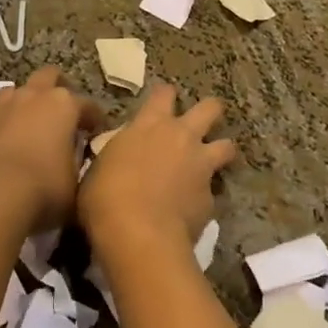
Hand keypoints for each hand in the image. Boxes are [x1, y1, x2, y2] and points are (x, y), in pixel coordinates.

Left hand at [0, 66, 102, 230]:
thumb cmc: (43, 187)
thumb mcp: (75, 182)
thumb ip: (77, 164)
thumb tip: (75, 159)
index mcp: (64, 105)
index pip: (88, 105)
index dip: (95, 119)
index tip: (98, 132)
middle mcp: (35, 97)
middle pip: (49, 76)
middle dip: (59, 88)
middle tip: (65, 112)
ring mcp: (5, 107)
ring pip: (19, 89)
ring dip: (29, 100)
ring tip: (34, 121)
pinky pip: (0, 113)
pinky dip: (9, 122)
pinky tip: (12, 142)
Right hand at [79, 85, 235, 258]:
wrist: (138, 234)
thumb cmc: (105, 197)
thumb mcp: (101, 167)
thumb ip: (117, 156)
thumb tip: (121, 160)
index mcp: (149, 124)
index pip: (163, 93)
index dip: (165, 95)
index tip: (162, 100)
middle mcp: (181, 136)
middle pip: (209, 108)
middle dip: (210, 110)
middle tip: (203, 121)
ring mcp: (201, 166)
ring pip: (226, 146)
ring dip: (221, 149)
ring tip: (213, 160)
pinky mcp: (211, 197)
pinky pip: (213, 190)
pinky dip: (204, 195)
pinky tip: (193, 207)